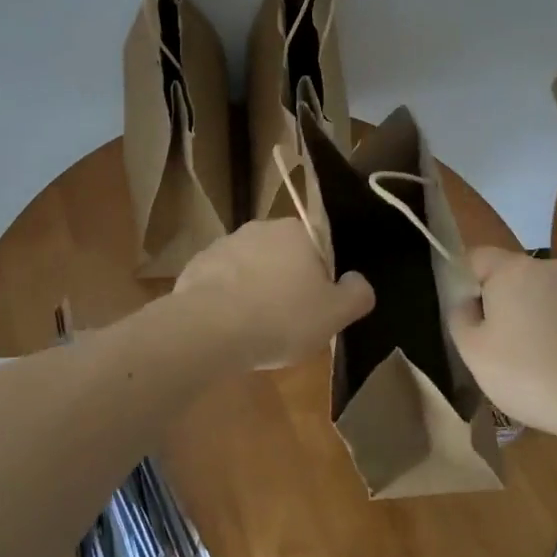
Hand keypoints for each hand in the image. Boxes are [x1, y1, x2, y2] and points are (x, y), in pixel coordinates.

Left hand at [175, 219, 374, 369]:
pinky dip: (227, 299)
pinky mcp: (197, 264)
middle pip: (284, 256)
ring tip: (256, 329)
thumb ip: (356, 294)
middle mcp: (261, 228)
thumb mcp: (334, 315)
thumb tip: (358, 280)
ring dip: (256, 290)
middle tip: (289, 321)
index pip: (319, 247)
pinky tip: (228, 328)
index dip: (321, 278)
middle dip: (287, 283)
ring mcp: (225, 244)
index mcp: (297, 232)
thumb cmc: (280, 318)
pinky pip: (222, 282)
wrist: (208, 327)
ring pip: (251, 268)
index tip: (316, 307)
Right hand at [449, 247, 556, 443]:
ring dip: (522, 317)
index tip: (463, 318)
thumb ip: (459, 316)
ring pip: (533, 295)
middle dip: (493, 302)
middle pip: (506, 275)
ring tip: (520, 360)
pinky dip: (547, 331)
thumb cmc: (527, 372)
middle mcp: (545, 267)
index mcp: (511, 267)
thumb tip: (467, 303)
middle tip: (488, 343)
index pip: (475, 257)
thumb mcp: (473, 350)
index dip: (462, 283)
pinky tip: (549, 365)